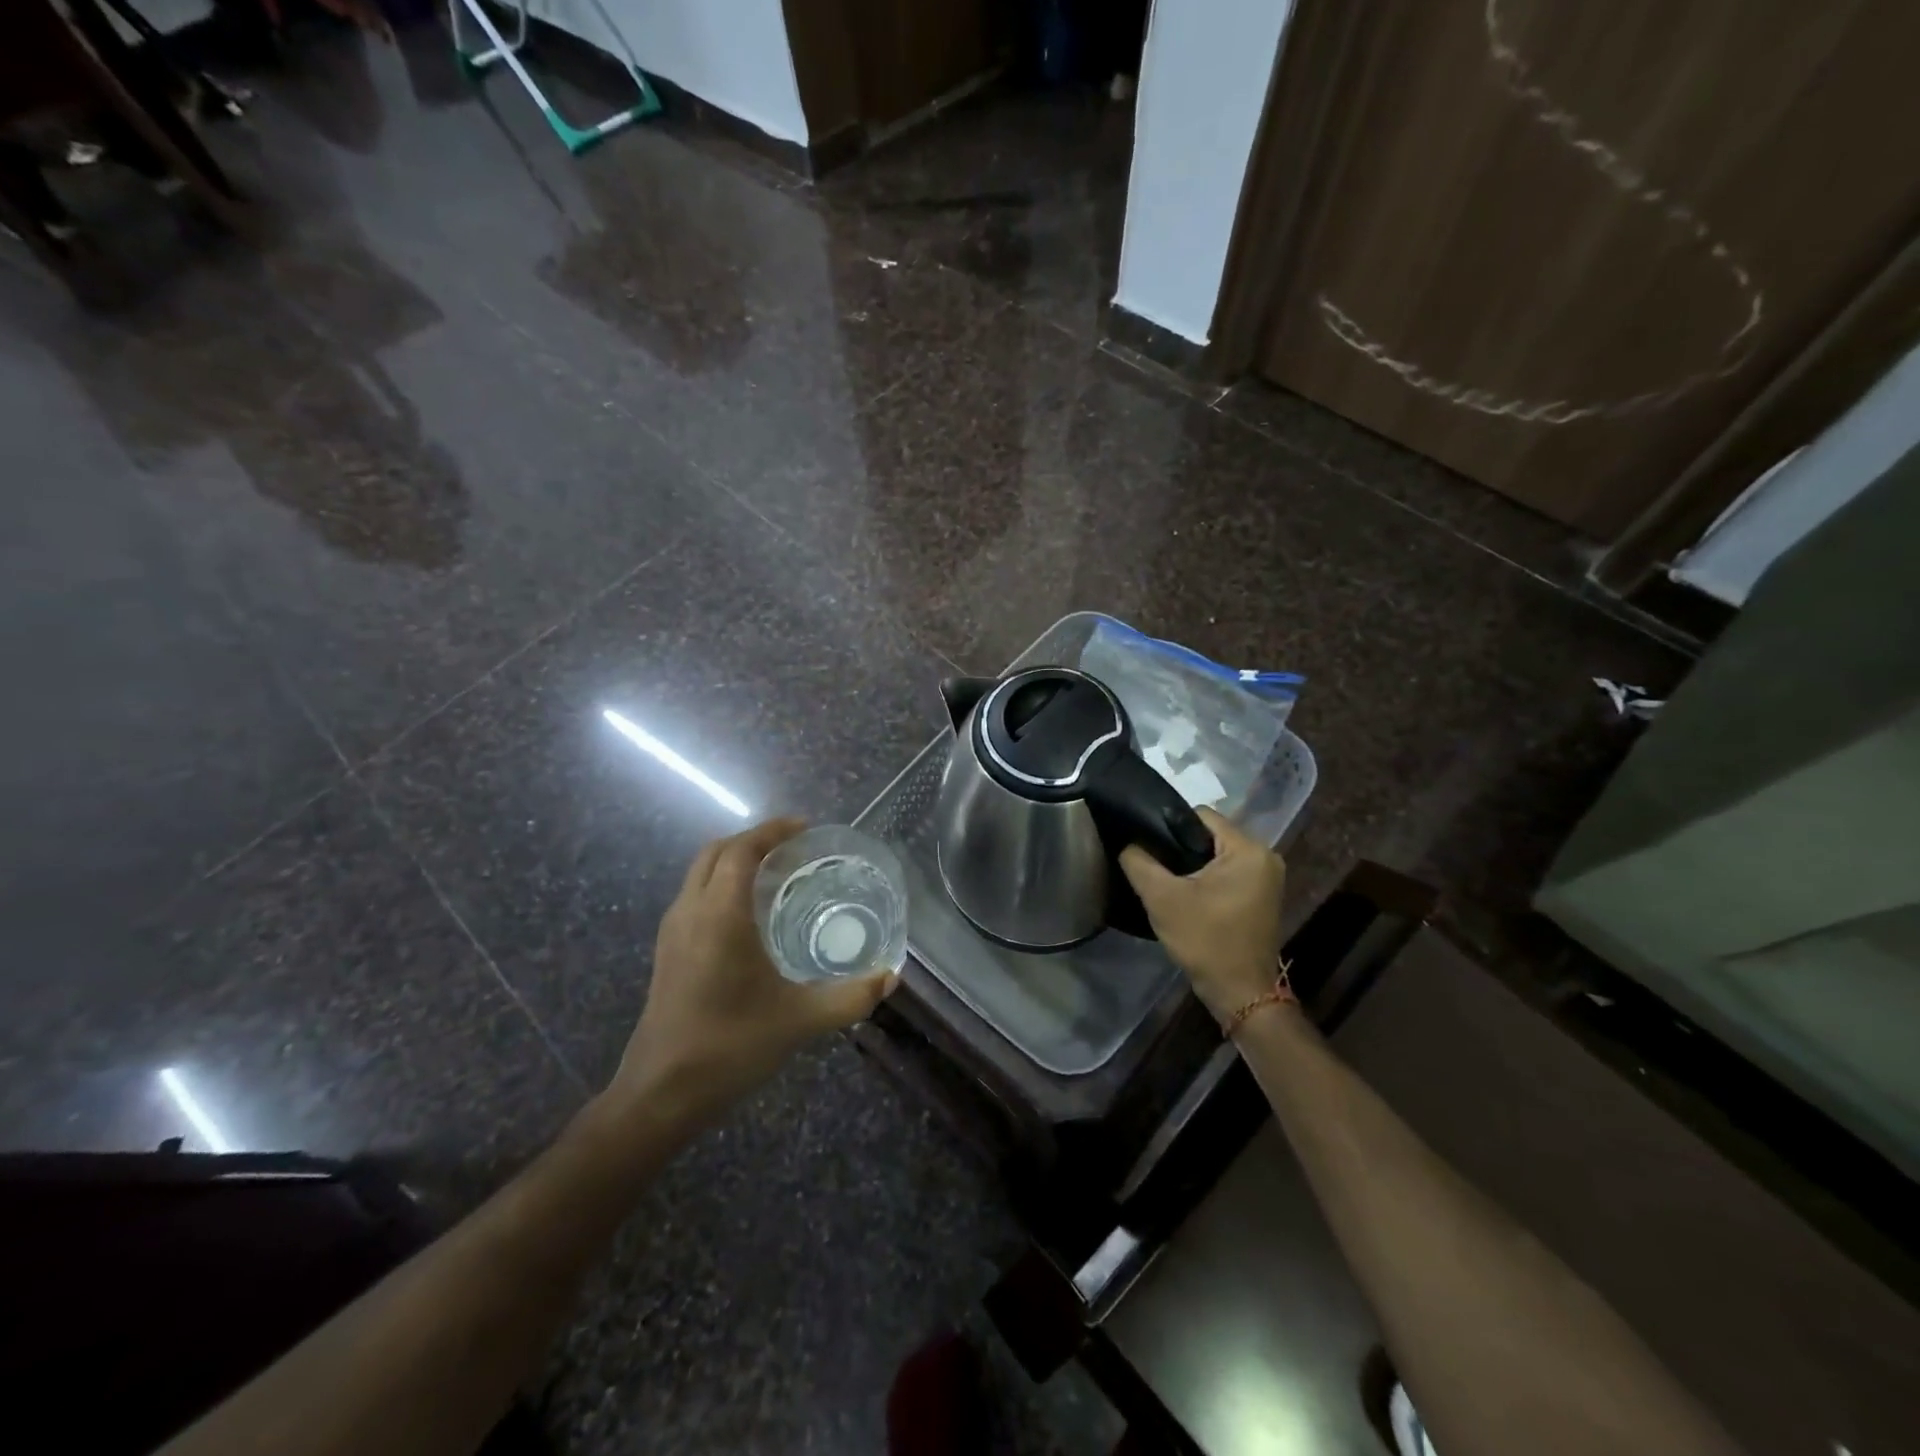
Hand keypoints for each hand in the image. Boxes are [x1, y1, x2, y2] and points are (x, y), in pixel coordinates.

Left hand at [606, 819, 895, 1126]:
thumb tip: (891, 976)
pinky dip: (721, 884)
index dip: (772, 831)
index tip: (804, 828)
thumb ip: (850, 997)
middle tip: (793, 848)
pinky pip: (695, 896)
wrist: (660, 1093)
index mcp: (720, 915)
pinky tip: (749, 915)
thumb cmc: (729, 1046)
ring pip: (701, 873)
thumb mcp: (799, 1021)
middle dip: (753, 840)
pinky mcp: (666, 952)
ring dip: (734, 861)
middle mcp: (690, 912)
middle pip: (716, 852)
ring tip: (775, 874)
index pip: (742, 851)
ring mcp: (672, 932)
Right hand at [1119, 808, 1286, 1026]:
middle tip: (1152, 865)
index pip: (1200, 816)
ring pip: (1216, 855)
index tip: (1147, 846)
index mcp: (1248, 849)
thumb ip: (1139, 861)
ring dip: (1191, 865)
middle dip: (1179, 848)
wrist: (1240, 994)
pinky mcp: (1262, 896)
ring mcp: (1267, 878)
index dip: (1168, 826)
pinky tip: (1186, 895)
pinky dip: (1206, 879)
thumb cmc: (1205, 940)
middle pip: (1209, 835)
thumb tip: (1128, 840)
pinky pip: (1227, 873)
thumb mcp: (1162, 898)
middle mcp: (1265, 856)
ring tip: (1165, 880)